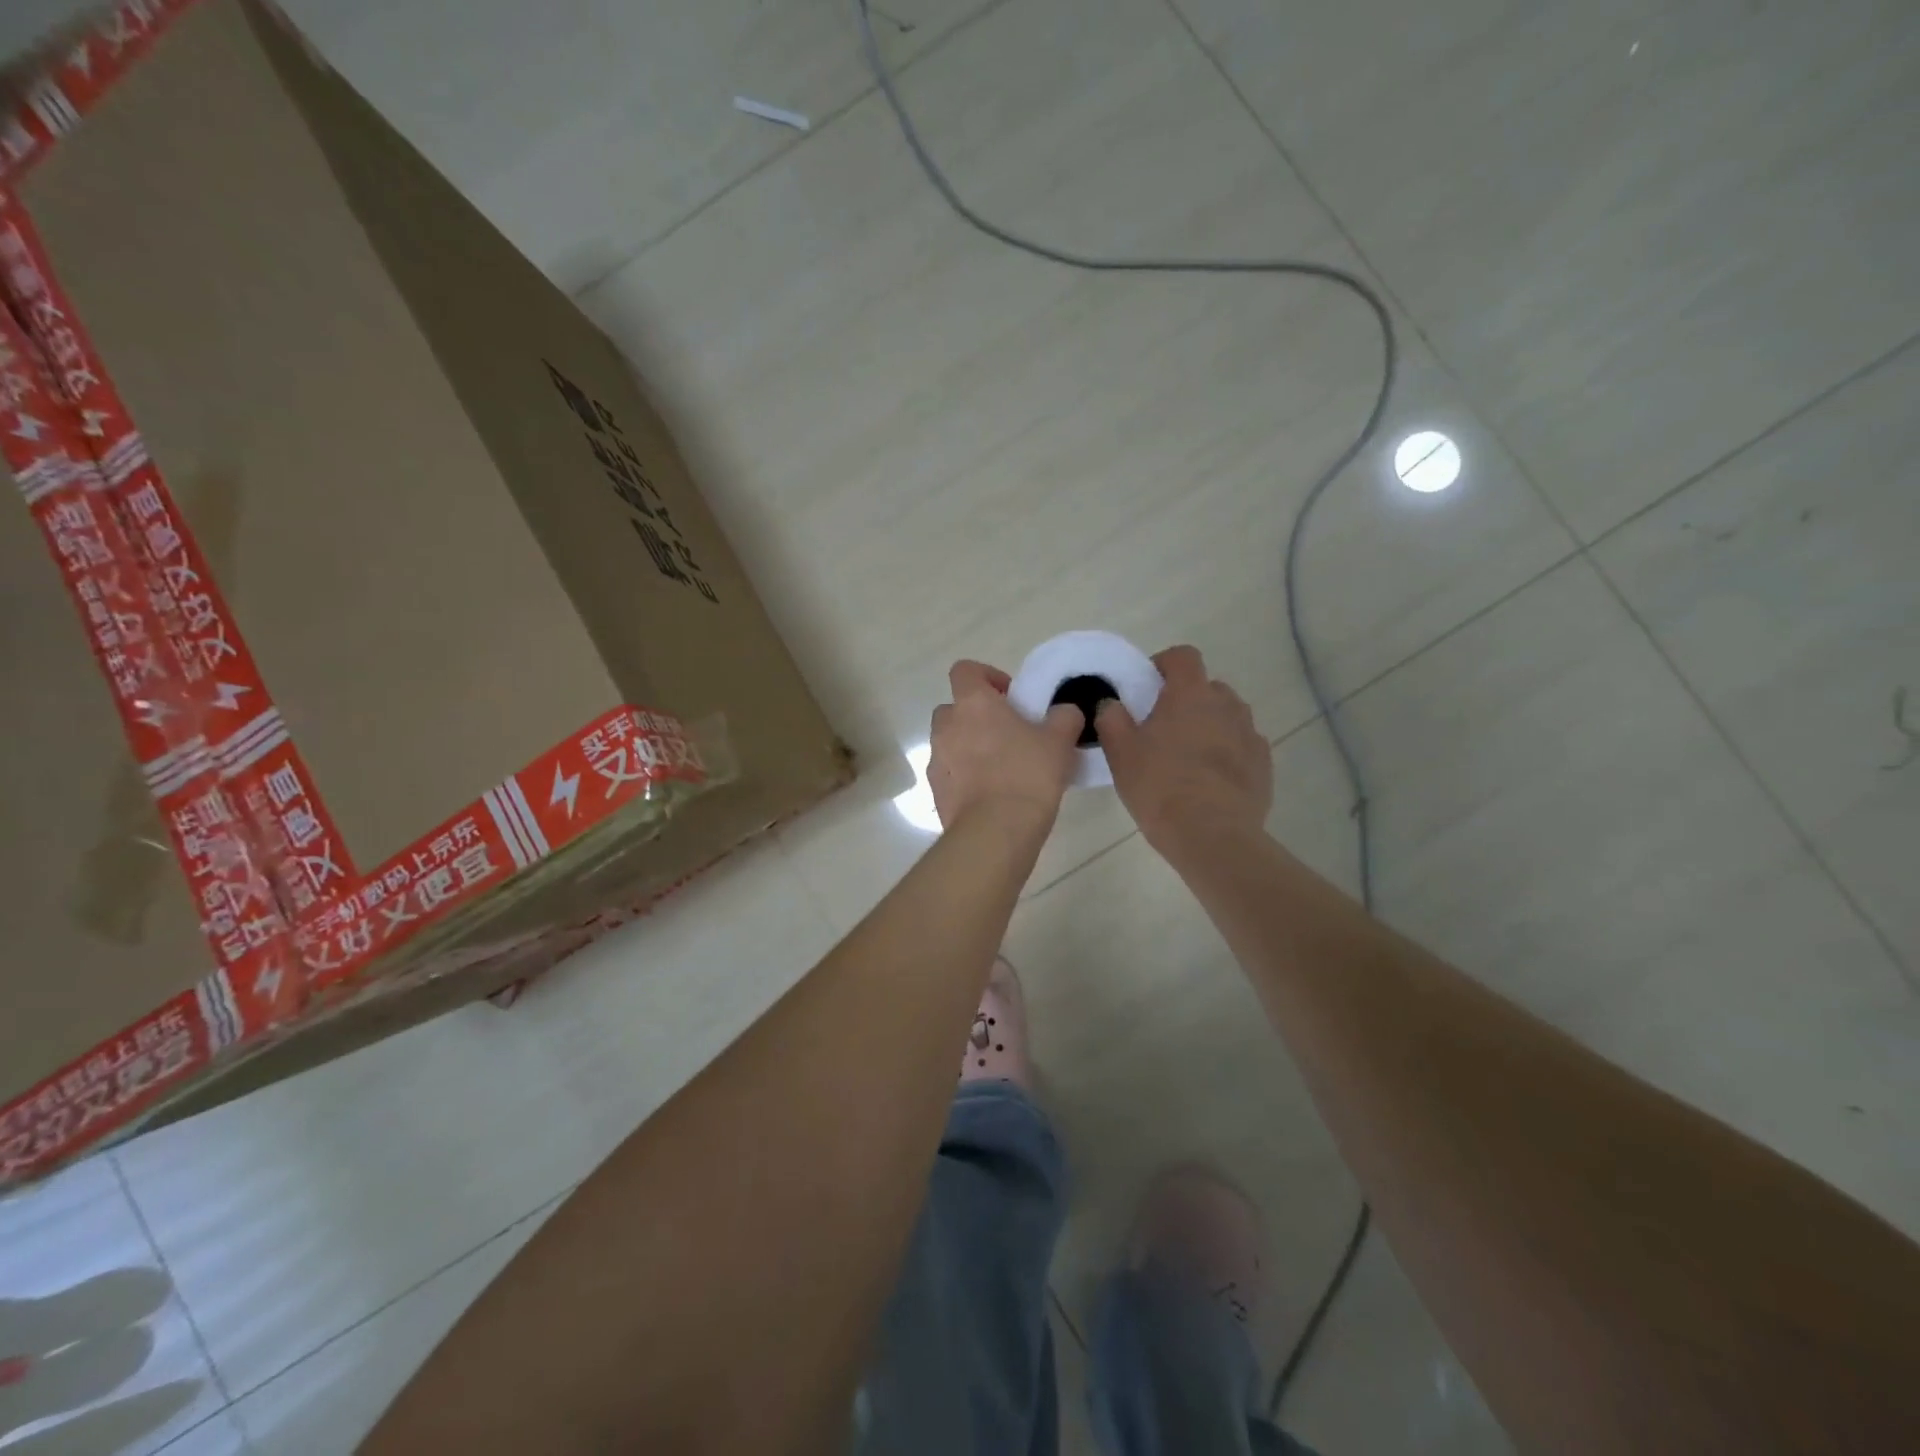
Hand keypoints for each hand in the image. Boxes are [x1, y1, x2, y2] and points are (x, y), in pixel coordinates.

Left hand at [929, 660, 1082, 831]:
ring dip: (970, 747)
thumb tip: (1064, 711)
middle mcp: (946, 726)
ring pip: (950, 742)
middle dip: (977, 716)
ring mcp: (936, 759)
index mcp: (973, 703)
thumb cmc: (1028, 774)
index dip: (987, 677)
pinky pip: (950, 773)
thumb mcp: (1059, 741)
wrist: (995, 831)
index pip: (965, 670)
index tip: (1010, 697)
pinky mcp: (935, 791)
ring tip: (1002, 768)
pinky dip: (965, 776)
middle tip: (1008, 733)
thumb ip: (1063, 717)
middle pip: (955, 708)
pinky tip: (991, 794)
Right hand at [1095, 645, 1271, 854]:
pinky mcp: (1263, 765)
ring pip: (1228, 717)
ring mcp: (1250, 734)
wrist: (1212, 836)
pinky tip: (1210, 781)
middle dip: (1186, 699)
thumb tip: (1112, 704)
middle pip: (1207, 687)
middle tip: (1163, 728)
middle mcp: (1226, 705)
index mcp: (1190, 695)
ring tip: (1188, 757)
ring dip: (1209, 725)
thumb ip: (1112, 719)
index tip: (1147, 685)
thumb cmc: (1160, 787)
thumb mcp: (1120, 753)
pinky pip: (1243, 746)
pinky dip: (1228, 753)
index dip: (1164, 664)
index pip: (1183, 656)